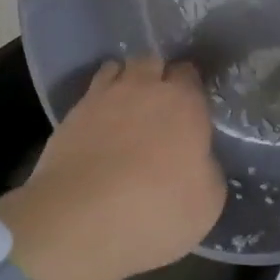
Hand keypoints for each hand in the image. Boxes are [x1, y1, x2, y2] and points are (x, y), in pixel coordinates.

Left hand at [0, 56, 224, 279]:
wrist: (81, 218)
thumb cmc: (157, 210)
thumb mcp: (207, 201)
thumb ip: (207, 168)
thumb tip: (198, 158)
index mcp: (184, 103)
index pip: (189, 74)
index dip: (189, 88)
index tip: (190, 108)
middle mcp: (144, 88)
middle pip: (152, 61)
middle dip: (156, 75)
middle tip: (158, 105)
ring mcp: (103, 97)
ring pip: (117, 68)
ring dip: (124, 80)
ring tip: (125, 107)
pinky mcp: (72, 114)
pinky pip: (91, 93)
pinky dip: (97, 101)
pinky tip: (99, 124)